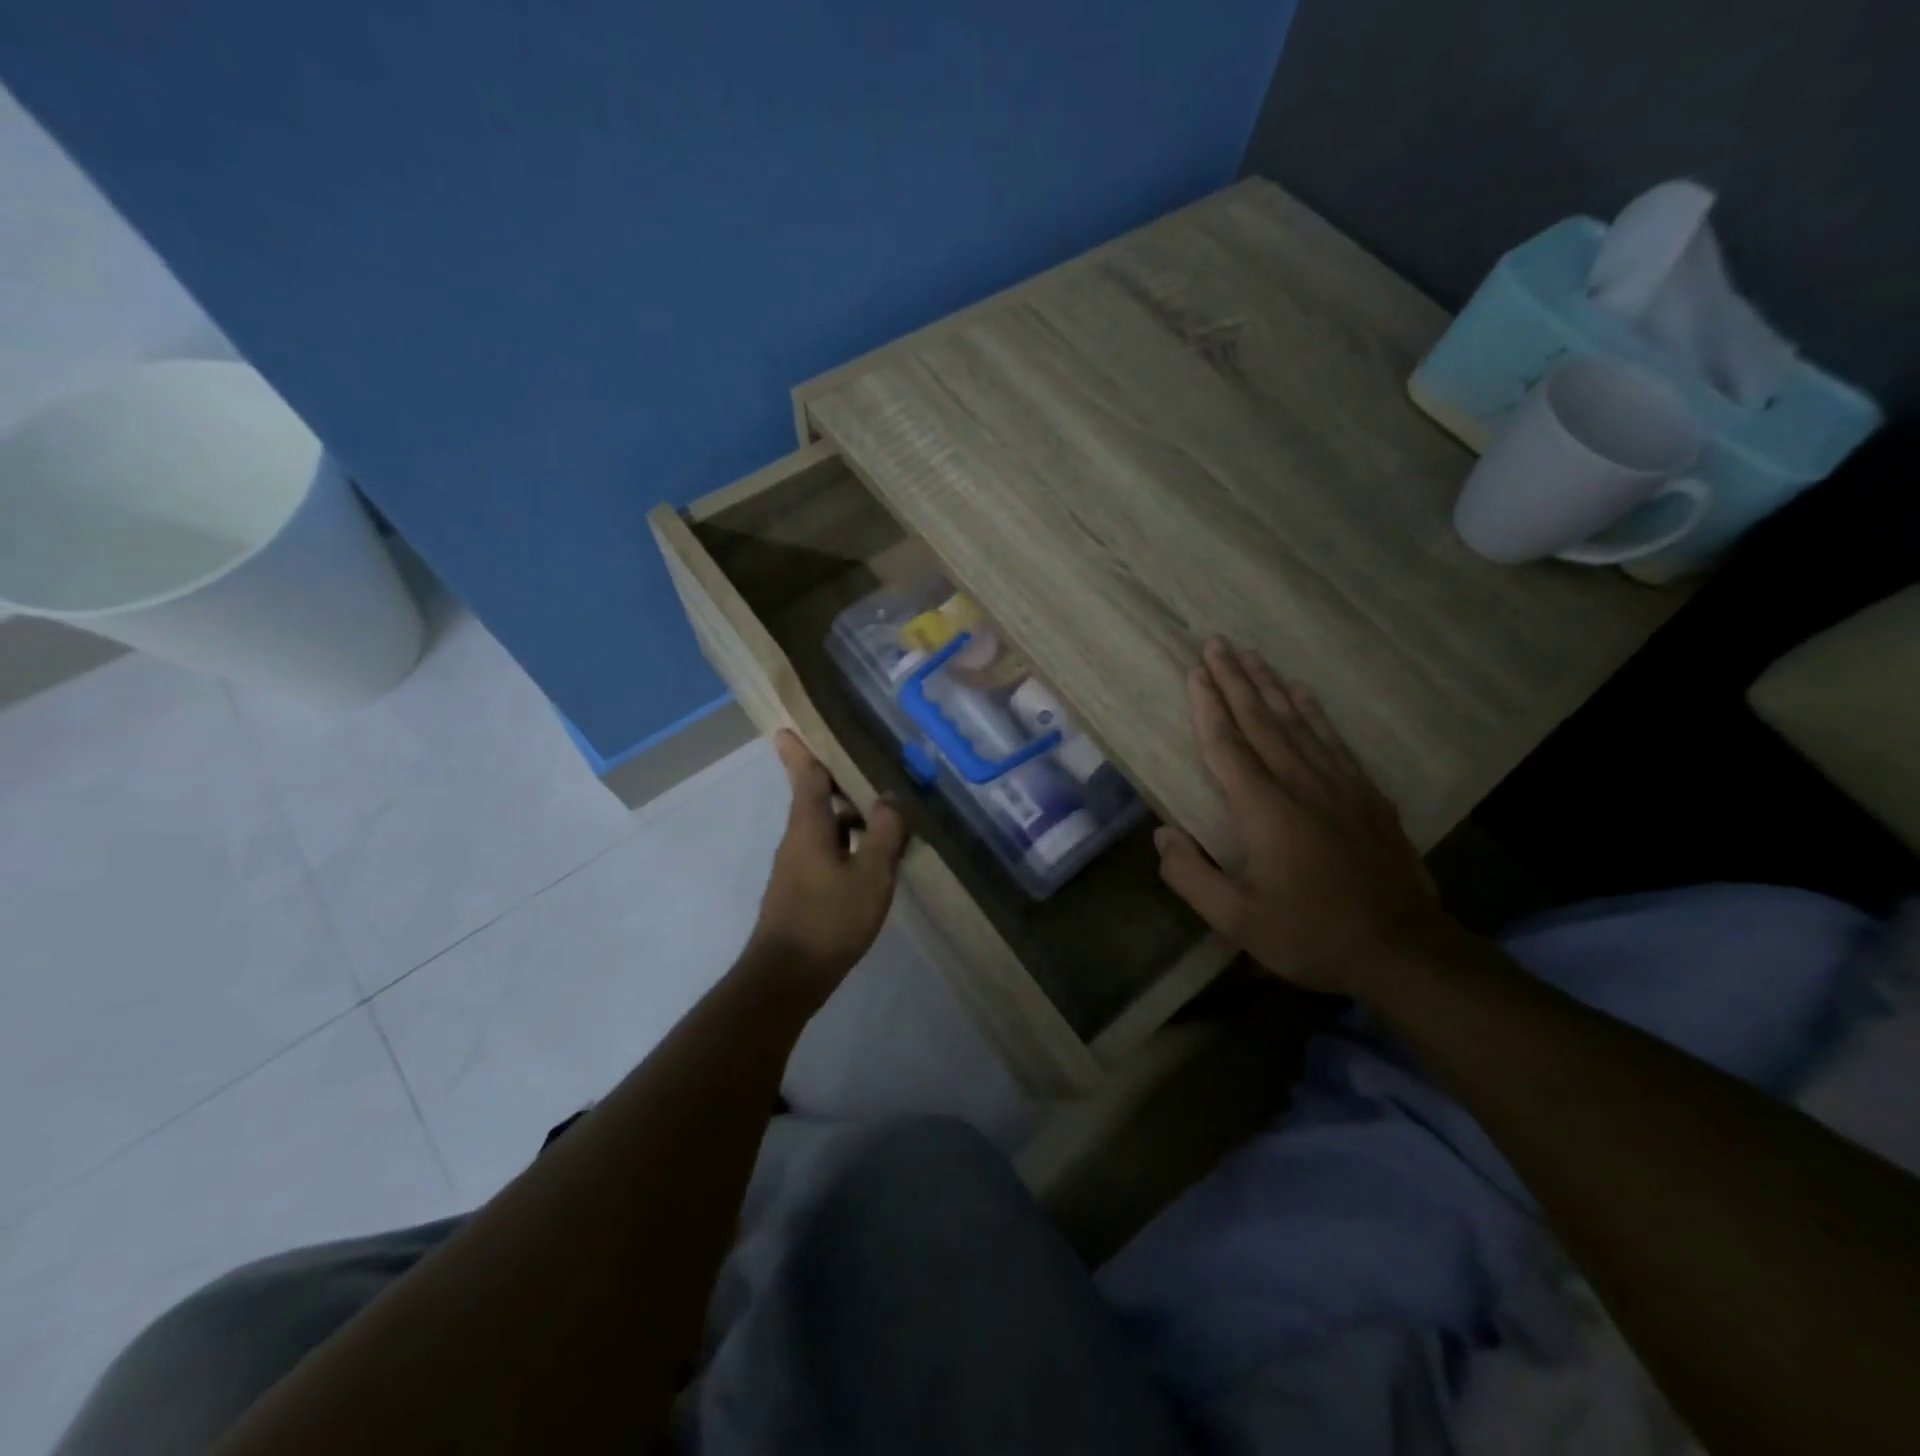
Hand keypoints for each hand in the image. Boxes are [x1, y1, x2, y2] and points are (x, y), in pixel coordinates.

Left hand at [744, 730, 909, 996]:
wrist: (787, 977)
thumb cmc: (829, 919)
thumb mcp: (870, 874)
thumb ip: (884, 833)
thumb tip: (890, 797)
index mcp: (809, 826)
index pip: (805, 776)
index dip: (799, 751)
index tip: (787, 727)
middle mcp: (797, 839)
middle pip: (815, 799)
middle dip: (838, 782)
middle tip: (869, 768)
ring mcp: (796, 867)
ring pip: (824, 828)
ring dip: (849, 817)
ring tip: (885, 816)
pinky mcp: (801, 890)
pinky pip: (826, 852)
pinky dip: (848, 844)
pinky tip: (873, 860)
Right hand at [1154, 639, 1452, 997]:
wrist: (1403, 951)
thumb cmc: (1311, 935)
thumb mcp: (1237, 921)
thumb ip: (1191, 877)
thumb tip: (1161, 835)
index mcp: (1266, 812)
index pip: (1228, 747)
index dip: (1208, 707)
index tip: (1194, 671)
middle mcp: (1302, 786)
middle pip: (1262, 722)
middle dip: (1235, 680)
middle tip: (1216, 643)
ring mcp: (1341, 787)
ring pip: (1299, 723)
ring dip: (1271, 686)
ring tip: (1252, 655)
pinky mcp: (1367, 796)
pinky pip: (1334, 741)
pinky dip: (1314, 712)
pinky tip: (1303, 694)